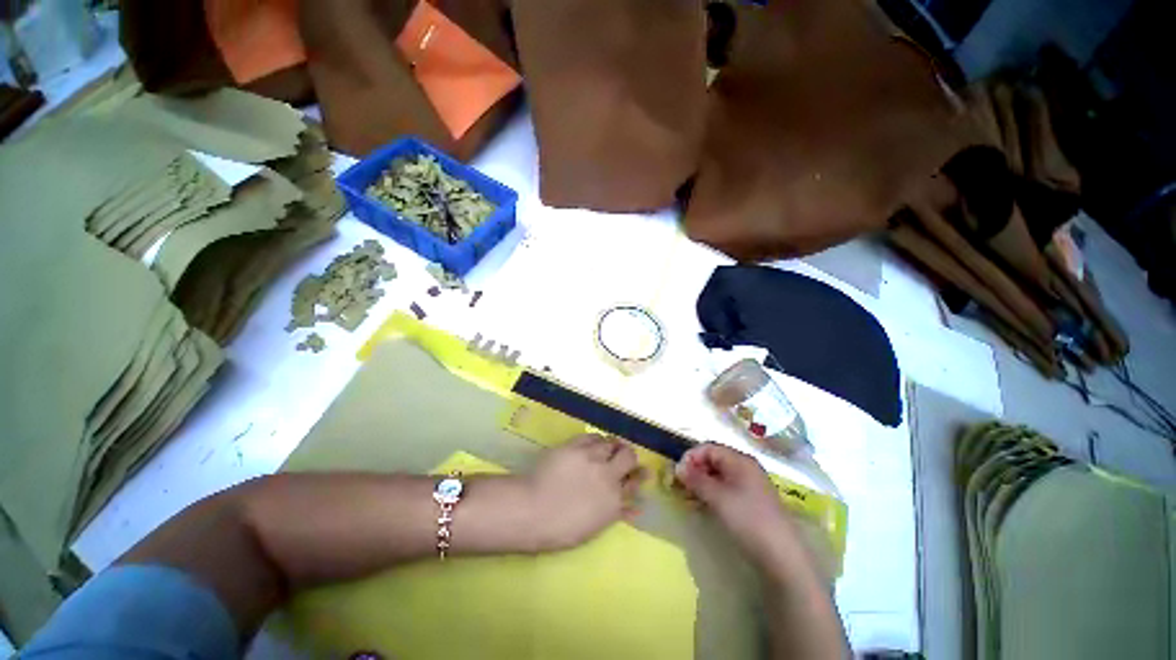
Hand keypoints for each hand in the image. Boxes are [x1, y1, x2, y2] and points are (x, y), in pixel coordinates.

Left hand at [526, 435, 646, 551]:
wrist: (533, 510)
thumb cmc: (562, 528)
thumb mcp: (595, 526)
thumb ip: (617, 513)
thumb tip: (636, 508)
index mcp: (614, 500)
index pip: (634, 482)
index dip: (636, 476)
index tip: (636, 474)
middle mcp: (608, 474)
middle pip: (628, 455)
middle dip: (627, 456)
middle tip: (620, 458)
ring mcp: (592, 457)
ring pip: (611, 442)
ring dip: (611, 446)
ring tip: (604, 449)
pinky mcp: (576, 445)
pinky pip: (593, 437)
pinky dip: (595, 440)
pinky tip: (591, 444)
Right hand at [675, 443, 798, 565]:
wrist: (782, 557)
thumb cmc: (748, 520)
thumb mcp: (718, 498)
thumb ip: (696, 479)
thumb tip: (677, 467)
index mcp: (739, 460)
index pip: (708, 448)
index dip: (690, 457)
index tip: (677, 474)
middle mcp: (745, 468)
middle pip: (713, 460)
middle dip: (694, 470)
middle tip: (680, 487)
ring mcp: (749, 485)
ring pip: (718, 476)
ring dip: (701, 483)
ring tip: (689, 498)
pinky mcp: (750, 501)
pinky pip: (725, 489)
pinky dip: (711, 493)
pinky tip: (703, 506)